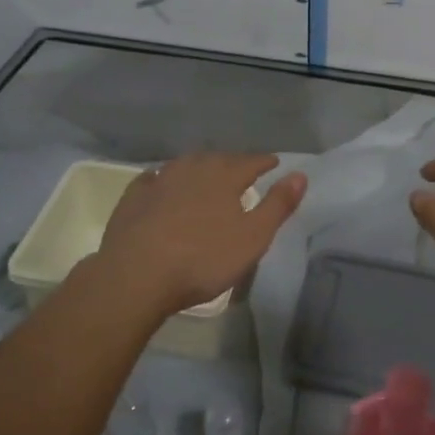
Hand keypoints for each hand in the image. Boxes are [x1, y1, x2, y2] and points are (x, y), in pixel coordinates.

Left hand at [90, 154, 306, 320]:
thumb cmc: (202, 259)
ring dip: (199, 168)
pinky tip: (161, 184)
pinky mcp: (134, 197)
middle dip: (232, 163)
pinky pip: (153, 179)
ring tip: (205, 175)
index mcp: (224, 176)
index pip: (251, 162)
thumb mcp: (252, 238)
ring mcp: (160, 180)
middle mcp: (193, 169)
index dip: (264, 162)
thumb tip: (300, 174)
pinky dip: (163, 179)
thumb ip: (278, 205)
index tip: (274, 162)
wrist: (136, 274)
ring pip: (185, 165)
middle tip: (241, 170)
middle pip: (217, 159)